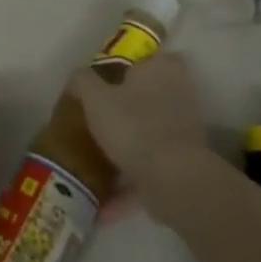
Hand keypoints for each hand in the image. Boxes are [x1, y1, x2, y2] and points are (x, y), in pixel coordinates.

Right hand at [68, 53, 209, 222]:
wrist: (172, 180)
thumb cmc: (133, 125)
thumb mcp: (96, 97)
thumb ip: (83, 81)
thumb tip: (77, 78)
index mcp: (162, 69)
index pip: (149, 56)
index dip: (128, 66)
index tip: (106, 80)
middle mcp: (178, 94)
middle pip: (148, 96)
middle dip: (126, 109)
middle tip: (98, 119)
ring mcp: (183, 132)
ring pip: (149, 134)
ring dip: (128, 149)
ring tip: (97, 162)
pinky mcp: (182, 167)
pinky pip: (150, 172)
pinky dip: (128, 187)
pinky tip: (102, 206)